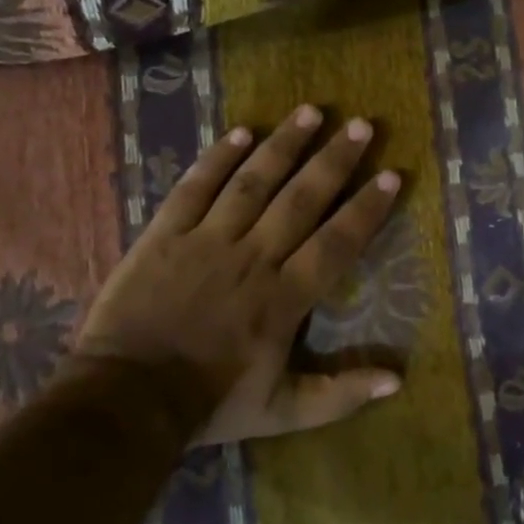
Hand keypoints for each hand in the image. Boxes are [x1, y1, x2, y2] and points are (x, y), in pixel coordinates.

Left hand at [76, 105, 403, 444]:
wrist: (125, 401)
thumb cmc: (209, 404)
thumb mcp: (282, 411)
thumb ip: (339, 394)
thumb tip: (397, 380)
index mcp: (284, 298)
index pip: (336, 243)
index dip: (366, 209)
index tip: (391, 175)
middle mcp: (253, 258)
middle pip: (301, 199)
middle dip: (334, 160)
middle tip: (361, 125)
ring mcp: (206, 241)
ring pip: (253, 182)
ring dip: (284, 145)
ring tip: (311, 112)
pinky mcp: (165, 234)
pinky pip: (196, 187)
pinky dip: (218, 158)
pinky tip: (242, 132)